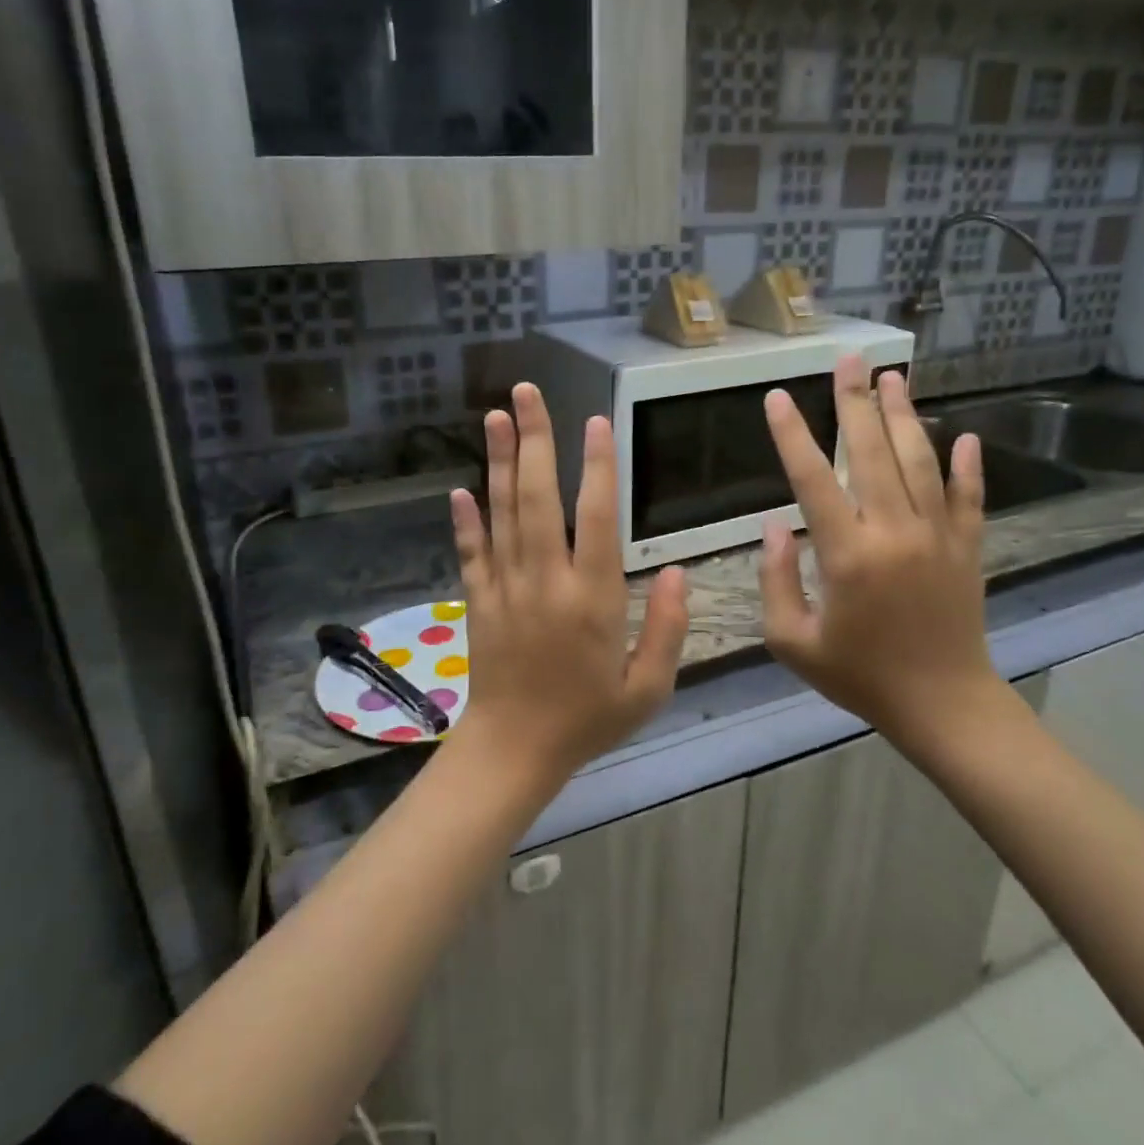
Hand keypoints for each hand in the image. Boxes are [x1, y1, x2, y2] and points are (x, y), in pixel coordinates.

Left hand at [449, 383, 688, 789]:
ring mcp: (505, 588)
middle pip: (538, 498)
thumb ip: (669, 628)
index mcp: (592, 599)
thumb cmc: (587, 720)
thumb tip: (682, 573)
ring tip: (494, 415)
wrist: (515, 751)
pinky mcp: (478, 602)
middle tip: (527, 392)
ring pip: (501, 514)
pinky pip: (470, 552)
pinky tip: (461, 487)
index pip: (596, 518)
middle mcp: (545, 582)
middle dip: (535, 440)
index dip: (598, 466)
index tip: (597, 422)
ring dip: (498, 462)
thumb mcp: (648, 688)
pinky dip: (465, 519)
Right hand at [759, 355, 1020, 764]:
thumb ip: (777, 581)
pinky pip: (968, 496)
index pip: (813, 479)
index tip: (779, 397)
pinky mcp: (968, 548)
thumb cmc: (860, 676)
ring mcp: (938, 536)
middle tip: (849, 360)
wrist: (942, 705)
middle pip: (873, 453)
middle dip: (856, 402)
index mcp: (848, 555)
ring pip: (921, 462)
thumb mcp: (793, 642)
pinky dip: (967, 465)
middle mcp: (895, 532)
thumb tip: (777, 526)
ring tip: (894, 378)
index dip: (793, 435)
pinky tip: (963, 435)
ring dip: (905, 417)